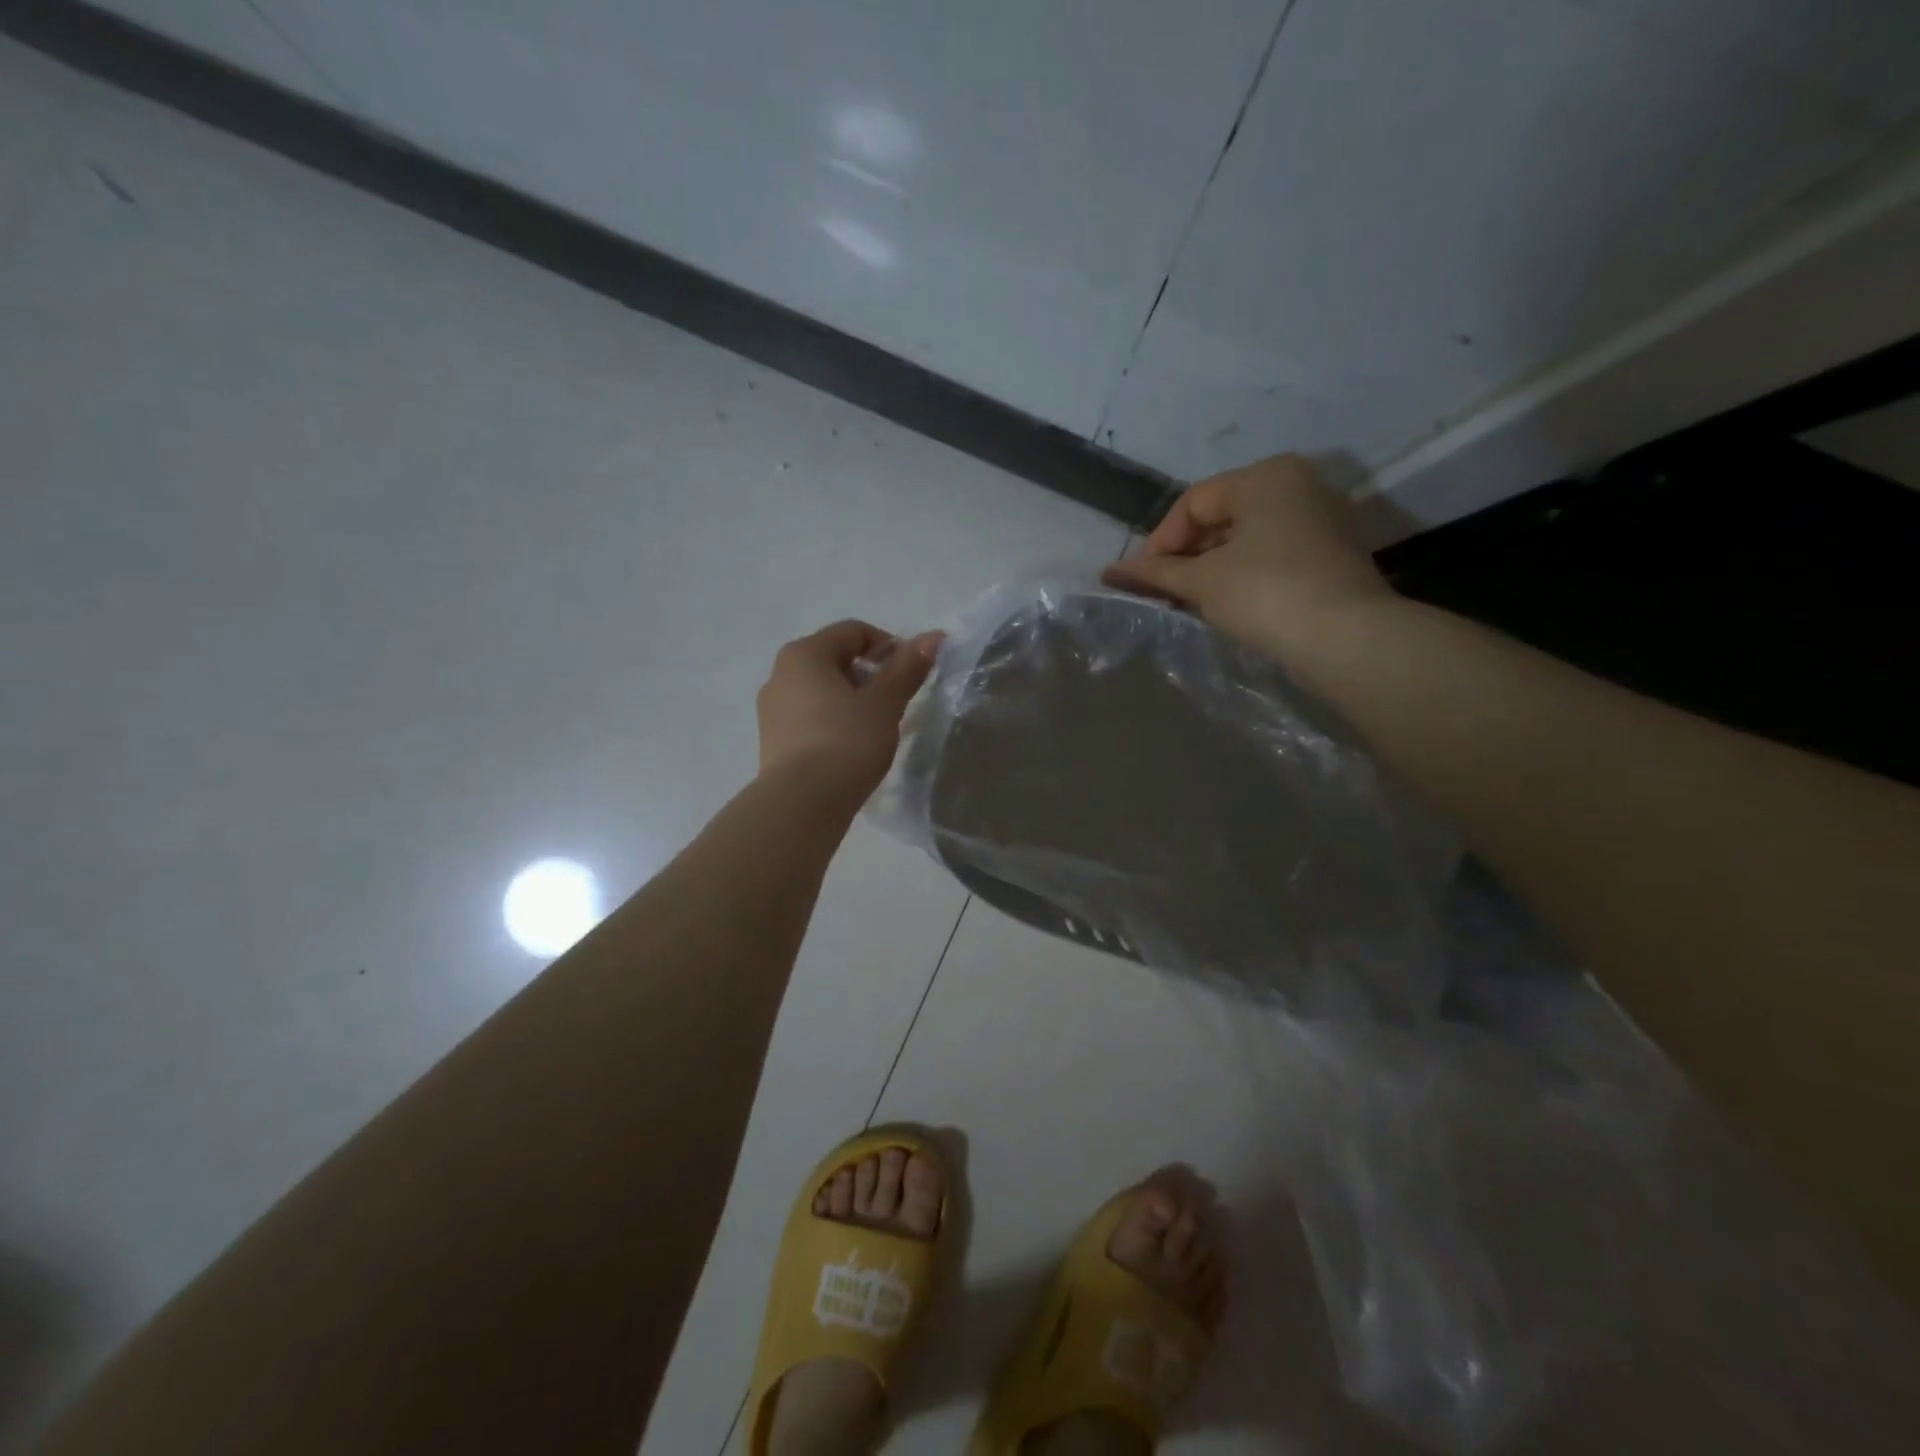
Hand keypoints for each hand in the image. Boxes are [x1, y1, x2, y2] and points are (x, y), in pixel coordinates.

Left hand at [756, 620, 940, 801]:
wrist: (802, 804)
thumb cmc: (846, 742)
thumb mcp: (884, 704)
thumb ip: (907, 668)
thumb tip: (934, 637)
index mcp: (804, 654)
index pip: (853, 632)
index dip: (888, 646)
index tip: (910, 674)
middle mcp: (780, 674)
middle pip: (834, 660)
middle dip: (870, 675)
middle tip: (897, 701)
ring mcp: (772, 710)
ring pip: (821, 691)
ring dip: (852, 700)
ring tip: (877, 727)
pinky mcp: (773, 741)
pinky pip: (809, 718)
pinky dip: (834, 722)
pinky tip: (852, 747)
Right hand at [1102, 455, 1392, 659]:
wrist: (1348, 639)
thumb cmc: (1267, 594)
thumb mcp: (1202, 581)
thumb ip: (1154, 573)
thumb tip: (1109, 573)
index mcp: (1266, 476)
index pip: (1193, 503)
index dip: (1159, 542)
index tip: (1141, 580)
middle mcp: (1297, 485)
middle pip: (1220, 517)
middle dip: (1185, 557)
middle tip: (1162, 593)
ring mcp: (1320, 519)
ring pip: (1246, 538)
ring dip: (1211, 569)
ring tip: (1189, 602)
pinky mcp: (1331, 554)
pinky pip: (1271, 555)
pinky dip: (1242, 575)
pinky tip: (1226, 605)